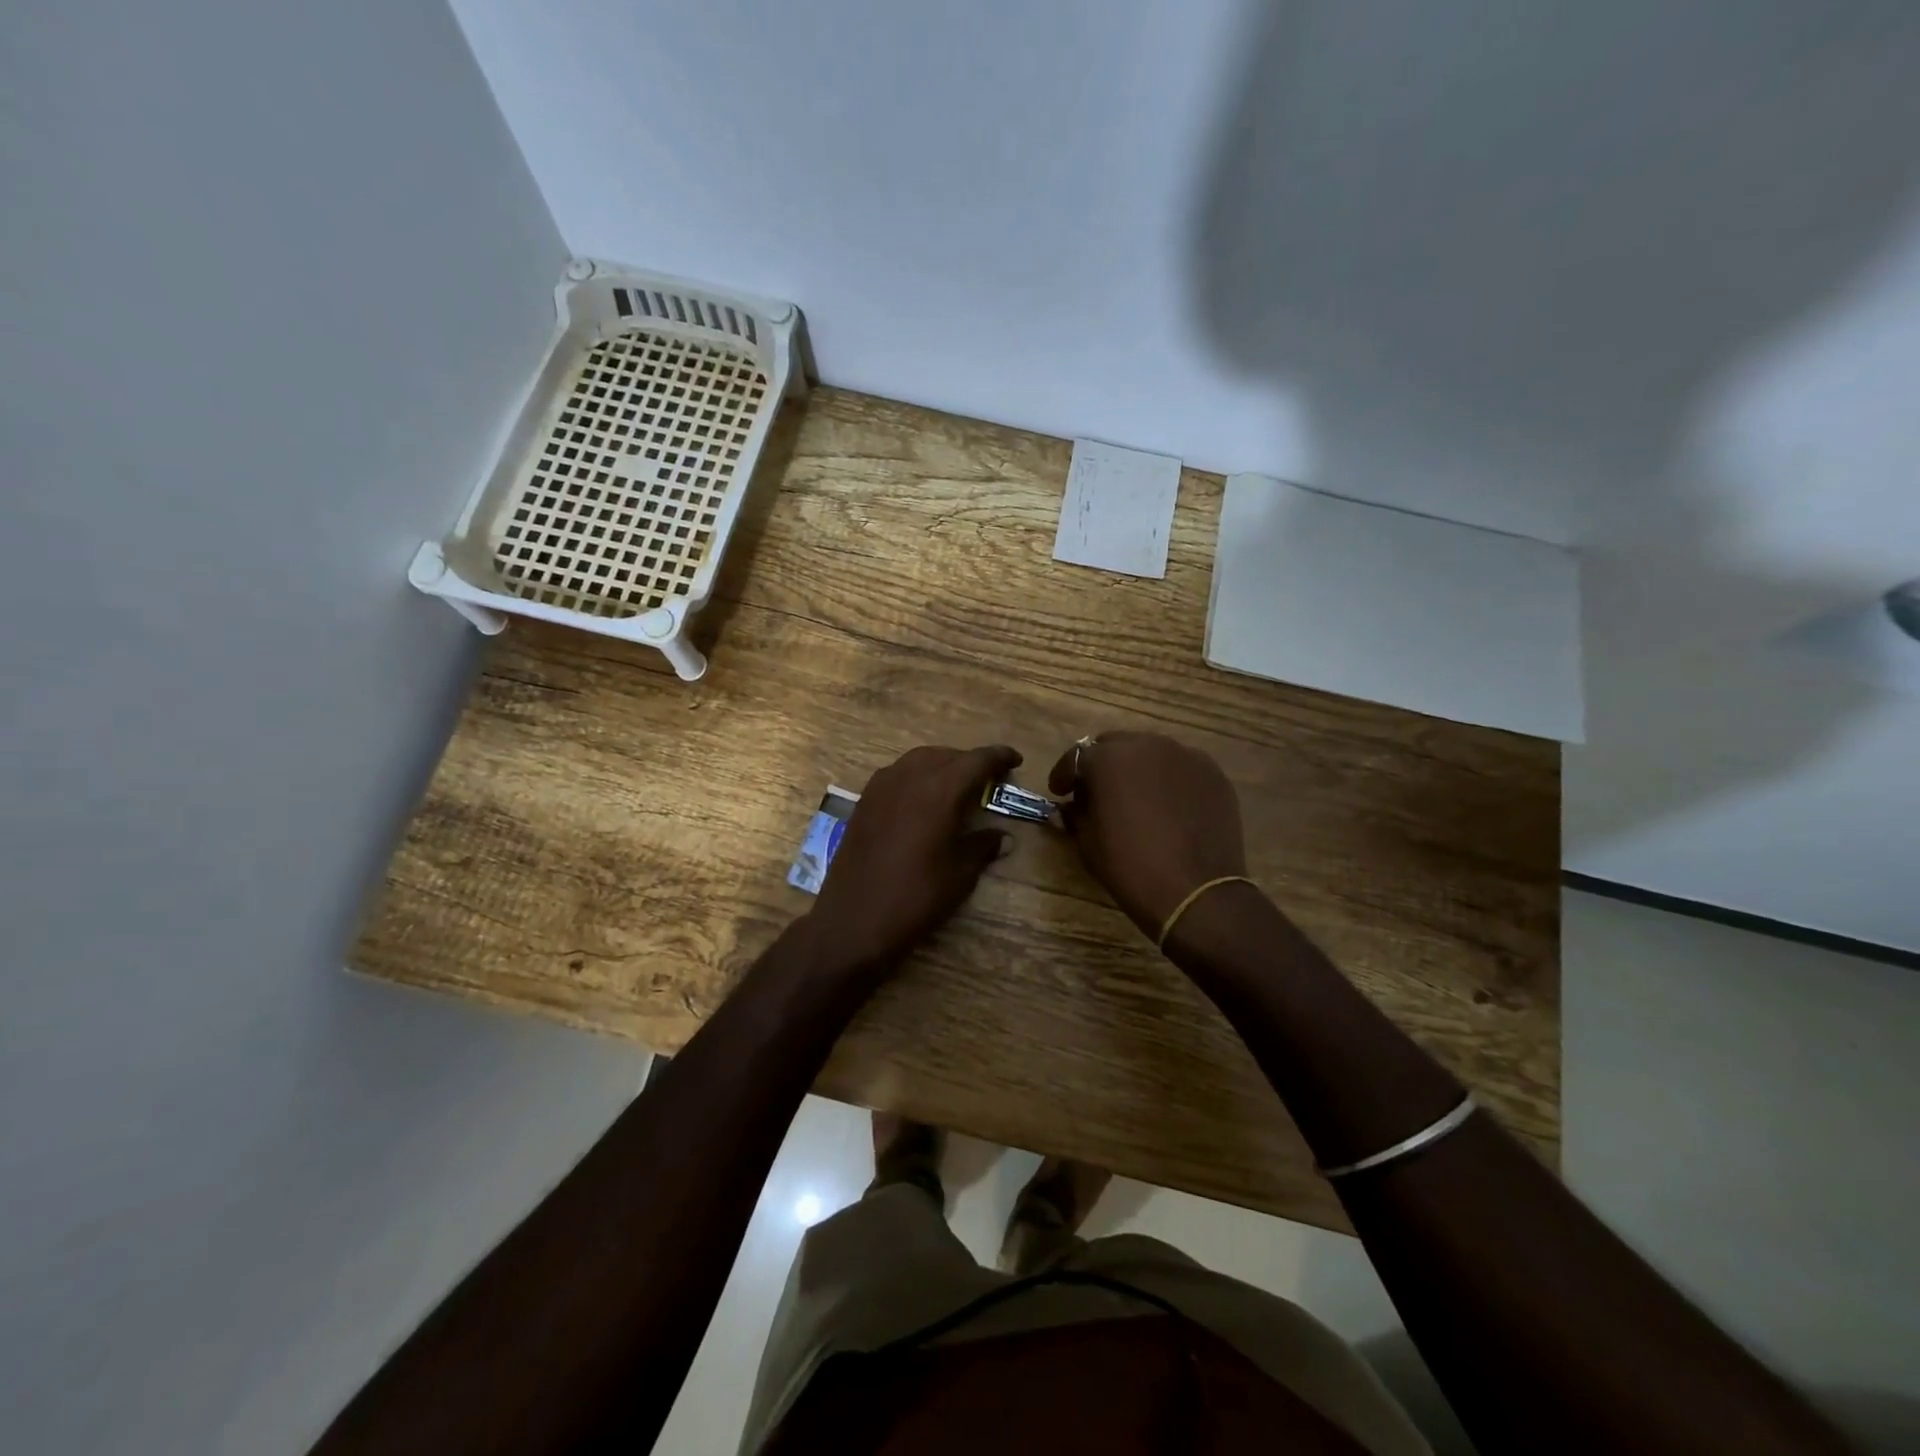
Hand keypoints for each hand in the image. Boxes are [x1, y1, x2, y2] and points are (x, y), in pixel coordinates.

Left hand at [809, 744, 1019, 975]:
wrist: (853, 921)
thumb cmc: (915, 898)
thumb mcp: (959, 875)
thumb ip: (982, 846)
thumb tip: (1003, 837)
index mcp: (939, 791)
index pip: (976, 761)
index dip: (999, 757)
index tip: (1015, 759)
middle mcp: (908, 778)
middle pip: (946, 755)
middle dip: (970, 762)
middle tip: (988, 778)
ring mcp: (881, 787)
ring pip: (918, 760)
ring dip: (942, 765)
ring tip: (957, 785)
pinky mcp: (863, 801)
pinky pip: (897, 774)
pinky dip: (917, 776)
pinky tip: (923, 799)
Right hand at [1048, 731, 1247, 939]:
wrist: (1196, 892)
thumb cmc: (1130, 867)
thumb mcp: (1088, 843)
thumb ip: (1076, 814)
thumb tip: (1073, 806)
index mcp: (1108, 758)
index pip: (1078, 756)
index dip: (1065, 774)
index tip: (1060, 792)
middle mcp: (1147, 744)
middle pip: (1116, 745)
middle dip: (1103, 765)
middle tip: (1098, 792)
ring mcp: (1185, 756)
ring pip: (1151, 753)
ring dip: (1137, 769)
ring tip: (1136, 798)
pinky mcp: (1213, 773)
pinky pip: (1181, 768)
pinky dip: (1169, 780)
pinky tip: (1168, 806)